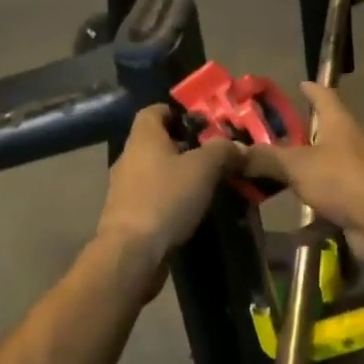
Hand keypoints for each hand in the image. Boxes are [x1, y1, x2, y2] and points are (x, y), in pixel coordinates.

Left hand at [96, 105, 243, 271]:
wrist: (132, 252)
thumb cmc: (166, 199)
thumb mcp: (203, 168)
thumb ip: (223, 151)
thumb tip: (238, 146)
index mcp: (143, 137)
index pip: (154, 111)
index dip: (178, 112)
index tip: (204, 124)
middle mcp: (129, 158)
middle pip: (158, 142)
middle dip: (186, 147)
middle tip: (216, 155)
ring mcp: (125, 188)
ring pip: (157, 172)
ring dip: (180, 175)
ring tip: (210, 184)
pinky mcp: (128, 215)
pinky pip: (154, 197)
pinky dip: (172, 199)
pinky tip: (192, 210)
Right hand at [241, 82, 363, 234]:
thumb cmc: (341, 179)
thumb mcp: (295, 165)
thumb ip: (265, 158)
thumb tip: (233, 152)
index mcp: (339, 123)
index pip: (324, 96)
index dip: (311, 90)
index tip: (300, 84)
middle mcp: (352, 144)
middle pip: (325, 134)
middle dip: (301, 136)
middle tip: (271, 138)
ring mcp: (358, 174)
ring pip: (326, 169)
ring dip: (305, 175)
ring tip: (276, 179)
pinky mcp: (360, 202)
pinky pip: (331, 203)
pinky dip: (315, 214)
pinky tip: (295, 230)